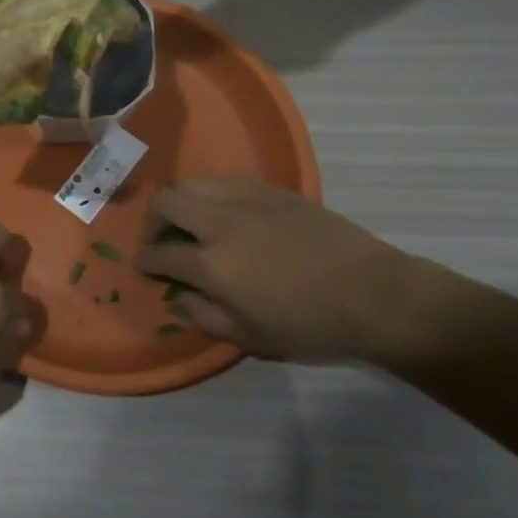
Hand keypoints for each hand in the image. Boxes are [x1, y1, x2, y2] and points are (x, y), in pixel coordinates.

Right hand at [134, 175, 424, 363]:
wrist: (372, 294)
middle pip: (166, 203)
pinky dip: (212, 192)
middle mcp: (218, 223)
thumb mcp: (250, 337)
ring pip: (192, 183)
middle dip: (153, 221)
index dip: (146, 260)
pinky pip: (225, 179)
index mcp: (210, 264)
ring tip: (190, 220)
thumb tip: (180, 297)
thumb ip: (204, 316)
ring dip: (181, 201)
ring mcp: (245, 200)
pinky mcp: (270, 189)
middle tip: (162, 239)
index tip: (145, 266)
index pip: (159, 253)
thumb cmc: (309, 325)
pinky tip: (224, 210)